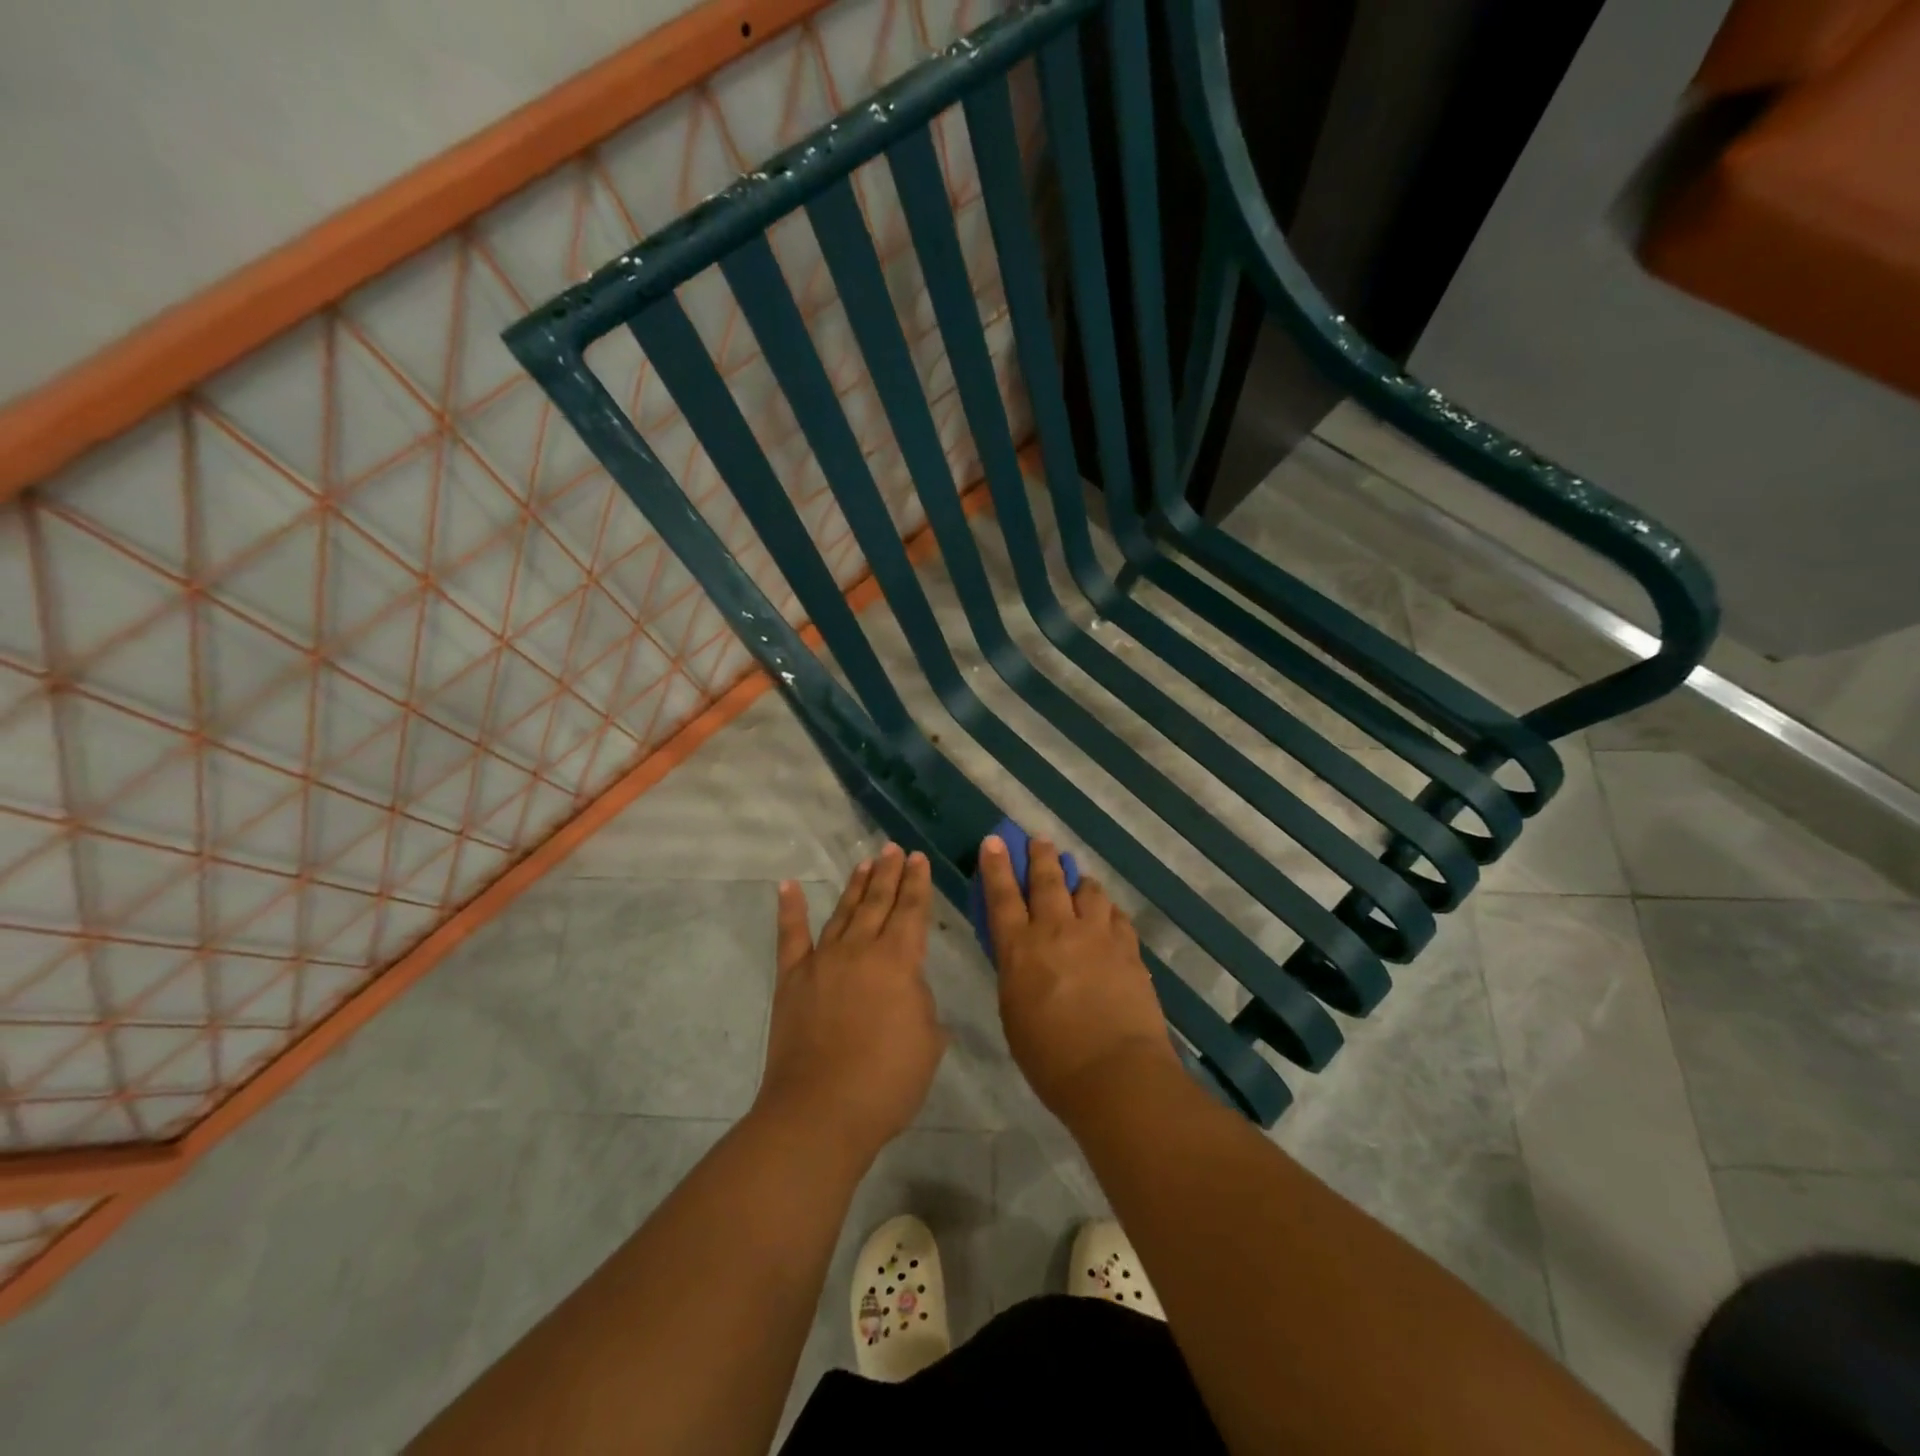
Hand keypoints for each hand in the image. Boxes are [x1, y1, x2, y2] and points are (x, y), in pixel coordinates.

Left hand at [756, 845, 946, 1162]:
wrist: (821, 1111)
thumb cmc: (886, 1082)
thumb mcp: (928, 1042)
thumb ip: (922, 1005)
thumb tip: (909, 990)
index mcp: (898, 961)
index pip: (912, 911)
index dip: (917, 883)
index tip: (918, 858)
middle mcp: (860, 949)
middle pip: (878, 902)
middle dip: (888, 873)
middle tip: (893, 849)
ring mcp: (822, 961)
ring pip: (843, 912)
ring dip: (855, 886)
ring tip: (864, 862)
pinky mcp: (792, 979)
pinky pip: (790, 936)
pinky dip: (789, 909)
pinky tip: (787, 885)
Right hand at [979, 835, 1180, 1117]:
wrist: (1115, 1074)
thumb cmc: (1051, 1058)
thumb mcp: (1014, 1014)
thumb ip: (1016, 974)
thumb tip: (1021, 955)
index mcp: (1020, 949)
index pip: (1003, 896)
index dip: (997, 866)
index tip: (995, 841)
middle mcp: (1057, 931)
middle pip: (1048, 880)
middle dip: (1040, 856)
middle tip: (1039, 840)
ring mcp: (1097, 936)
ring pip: (1088, 891)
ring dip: (1079, 880)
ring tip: (1078, 877)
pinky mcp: (1127, 948)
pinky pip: (1115, 916)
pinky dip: (1106, 910)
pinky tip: (1107, 914)